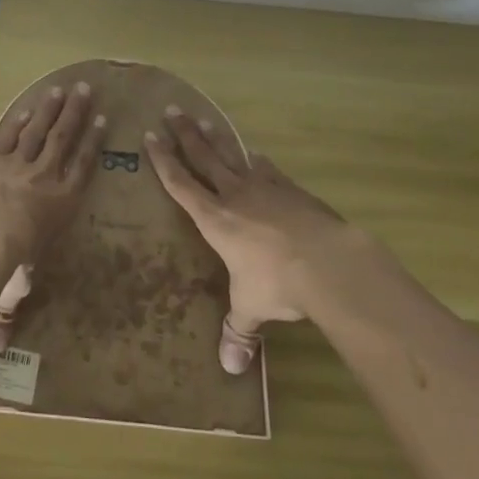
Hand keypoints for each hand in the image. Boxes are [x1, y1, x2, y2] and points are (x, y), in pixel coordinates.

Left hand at [0, 81, 104, 350]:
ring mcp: (17, 163)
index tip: (102, 122)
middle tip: (86, 89)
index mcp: (60, 205)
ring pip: (40, 129)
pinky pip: (10, 132)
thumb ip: (1, 313)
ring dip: (52, 107)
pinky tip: (29, 104)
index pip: (82, 169)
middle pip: (64, 139)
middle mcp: (44, 178)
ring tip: (63, 87)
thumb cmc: (7, 261)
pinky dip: (21, 117)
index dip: (92, 144)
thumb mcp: (9, 288)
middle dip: (76, 113)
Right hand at [143, 108, 351, 373]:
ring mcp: (266, 188)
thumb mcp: (251, 308)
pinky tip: (256, 154)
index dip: (164, 161)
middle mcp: (235, 196)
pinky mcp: (293, 190)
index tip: (150, 137)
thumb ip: (239, 331)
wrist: (328, 261)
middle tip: (171, 110)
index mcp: (215, 220)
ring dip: (217, 138)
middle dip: (185, 135)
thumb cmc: (277, 283)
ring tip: (204, 119)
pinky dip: (258, 161)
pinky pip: (268, 170)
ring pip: (233, 156)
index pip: (181, 184)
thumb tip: (231, 368)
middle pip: (204, 158)